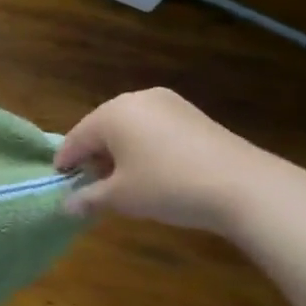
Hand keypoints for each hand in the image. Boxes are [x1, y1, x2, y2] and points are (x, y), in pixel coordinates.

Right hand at [53, 88, 279, 232]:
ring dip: (121, 152)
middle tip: (93, 184)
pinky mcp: (193, 114)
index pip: (77, 138)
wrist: (245, 186)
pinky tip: (154, 172)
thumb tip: (66, 206)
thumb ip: (88, 198)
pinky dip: (147, 147)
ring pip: (131, 128)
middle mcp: (136, 99)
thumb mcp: (121, 198)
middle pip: (103, 129)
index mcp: (111, 113)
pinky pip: (156, 129)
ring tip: (125, 181)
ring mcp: (168, 103)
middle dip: (95, 156)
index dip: (66, 162)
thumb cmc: (168, 186)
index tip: (60, 182)